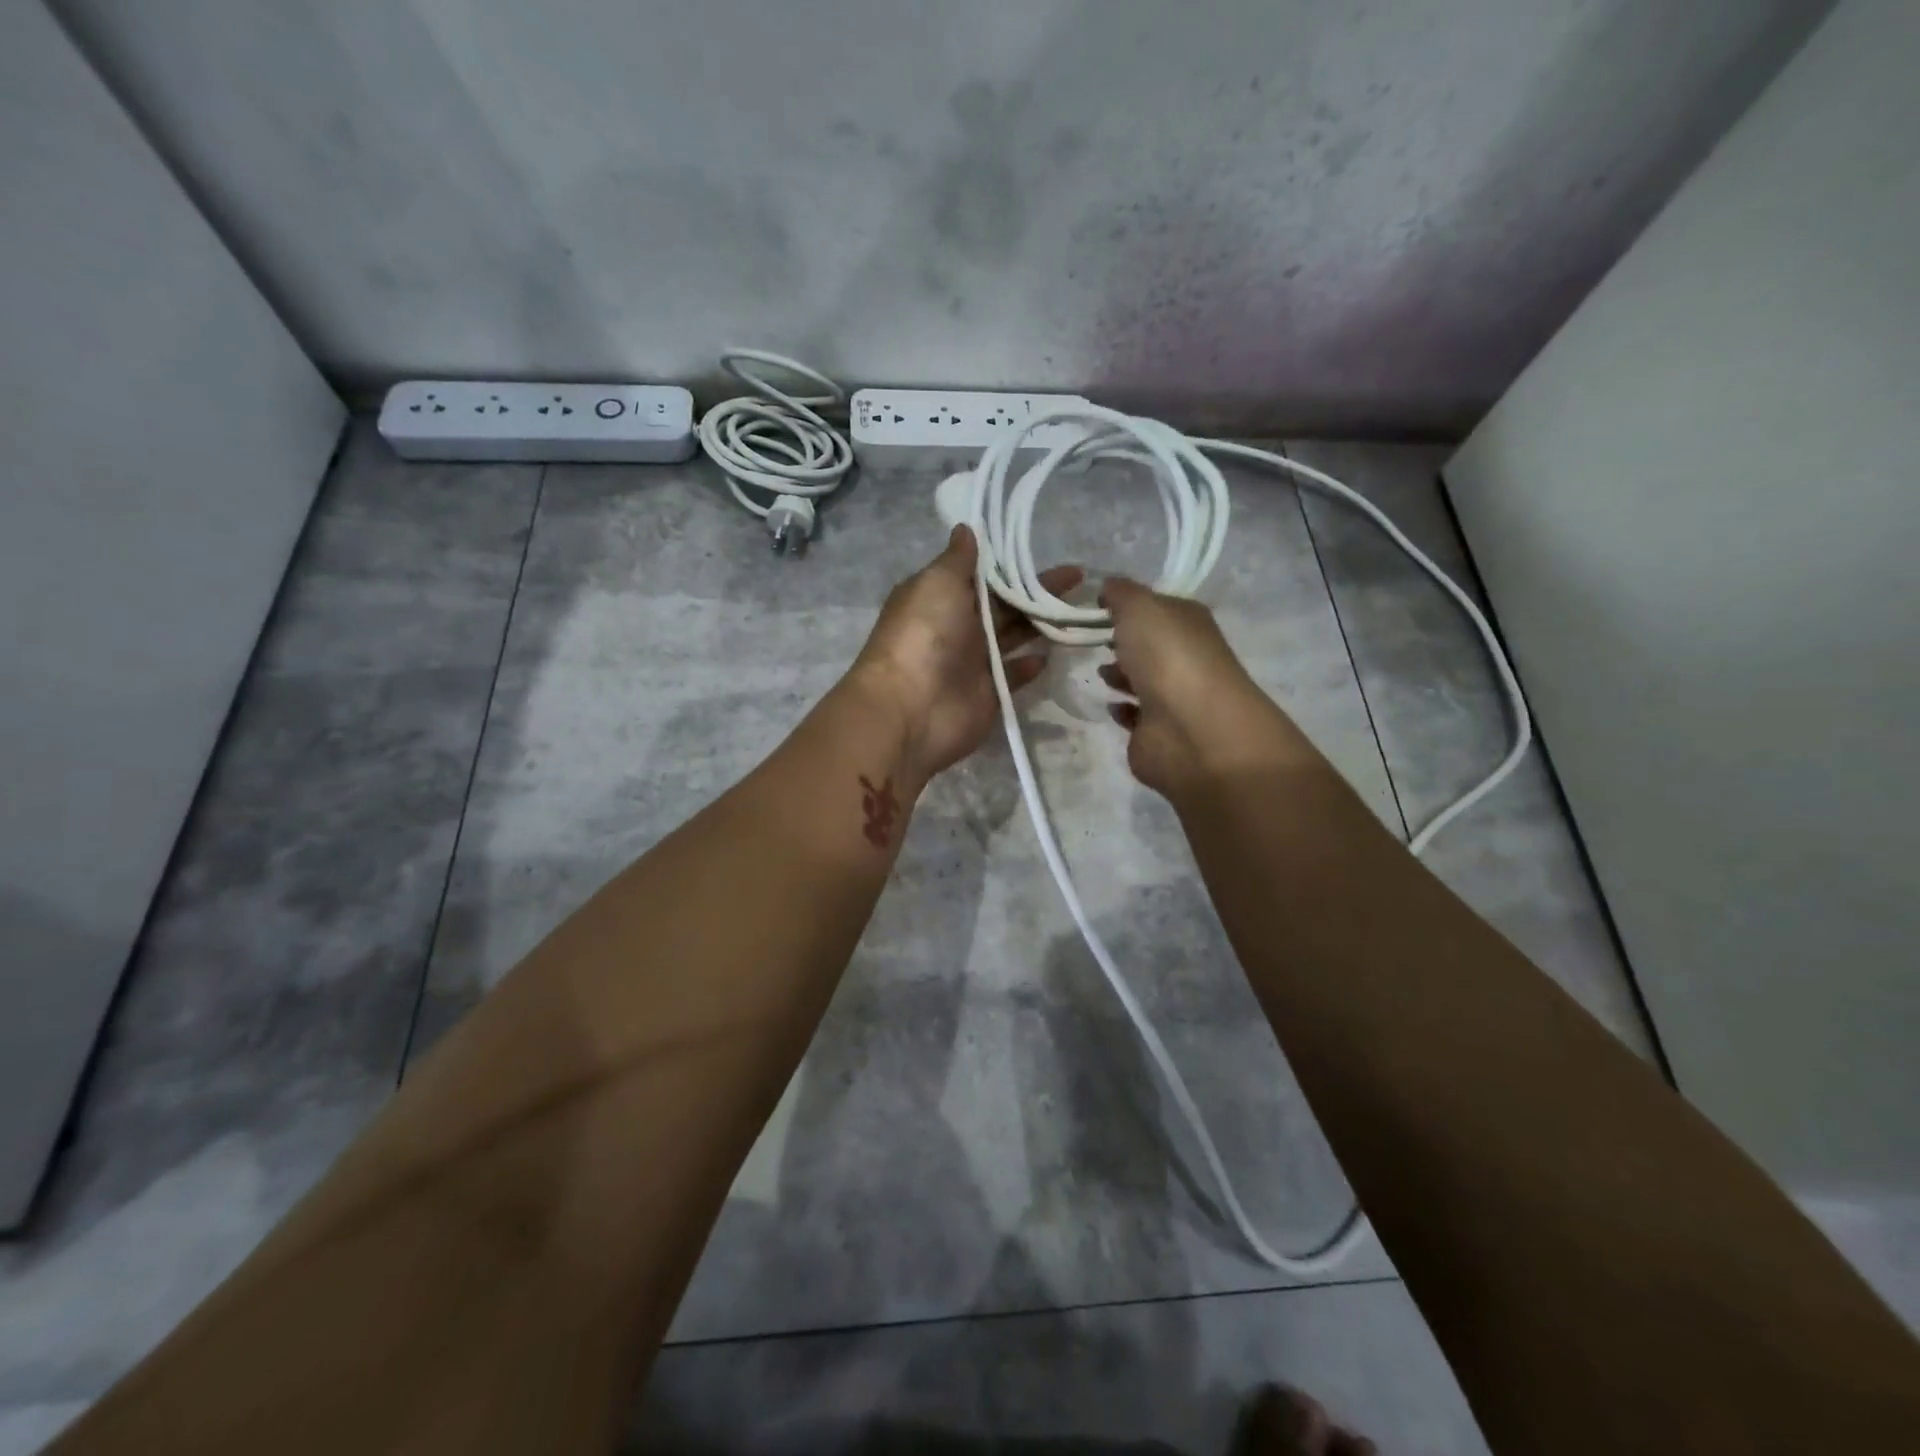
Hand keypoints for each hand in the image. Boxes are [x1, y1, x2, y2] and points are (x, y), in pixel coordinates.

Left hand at [851, 526, 1081, 780]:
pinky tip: (1050, 655)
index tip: (1041, 550)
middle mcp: (956, 626)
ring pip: (1012, 636)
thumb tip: (966, 528)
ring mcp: (972, 662)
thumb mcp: (937, 583)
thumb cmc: (924, 636)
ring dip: (1040, 624)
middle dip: (1036, 590)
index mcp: (940, 596)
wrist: (911, 709)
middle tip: (1078, 577)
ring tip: (1077, 610)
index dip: (1009, 562)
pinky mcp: (988, 693)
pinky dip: (1029, 666)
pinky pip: (1013, 675)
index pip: (980, 574)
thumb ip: (958, 559)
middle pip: (1003, 604)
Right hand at [1099, 576, 1316, 798]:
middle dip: (1123, 641)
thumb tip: (1108, 587)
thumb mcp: (1140, 607)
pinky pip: (1136, 715)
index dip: (1129, 604)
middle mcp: (1185, 657)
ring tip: (1098, 672)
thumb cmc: (1168, 656)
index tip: (1095, 606)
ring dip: (1121, 674)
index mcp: (1188, 622)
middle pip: (1150, 644)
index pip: (1157, 606)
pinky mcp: (1158, 731)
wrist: (1190, 728)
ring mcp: (1174, 697)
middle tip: (1092, 639)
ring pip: (1142, 680)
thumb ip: (1121, 593)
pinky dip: (1122, 709)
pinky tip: (1110, 705)